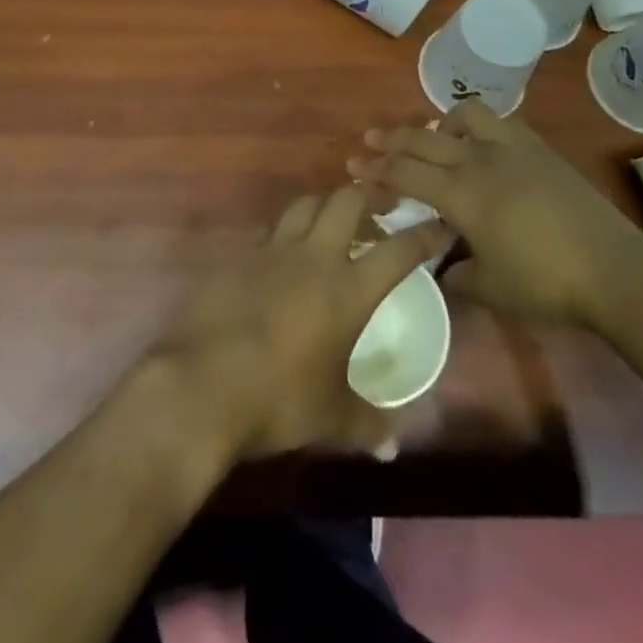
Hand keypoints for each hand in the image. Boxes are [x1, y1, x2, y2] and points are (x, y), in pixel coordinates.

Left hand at [145, 186, 450, 461]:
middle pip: (347, 200)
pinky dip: (286, 229)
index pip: (398, 250)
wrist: (202, 384)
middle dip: (370, 195)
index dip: (425, 235)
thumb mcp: (331, 418)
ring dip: (326, 203)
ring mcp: (272, 249)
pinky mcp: (239, 254)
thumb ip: (368, 425)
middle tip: (383, 207)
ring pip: (305, 203)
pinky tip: (286, 250)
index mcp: (348, 289)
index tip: (440, 226)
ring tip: (335, 220)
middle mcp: (314, 256)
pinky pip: (270, 227)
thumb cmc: (278, 399)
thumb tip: (393, 447)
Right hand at [350, 98, 642, 330]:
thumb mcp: (490, 289)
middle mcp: (480, 161)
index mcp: (461, 195)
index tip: (352, 166)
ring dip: (439, 123)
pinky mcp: (538, 148)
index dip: (375, 170)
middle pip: (423, 139)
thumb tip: (442, 265)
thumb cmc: (546, 284)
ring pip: (463, 115)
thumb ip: (455, 275)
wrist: (613, 269)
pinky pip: (500, 122)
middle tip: (370, 140)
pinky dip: (479, 126)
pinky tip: (481, 144)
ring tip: (433, 138)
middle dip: (391, 140)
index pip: (405, 174)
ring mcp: (511, 149)